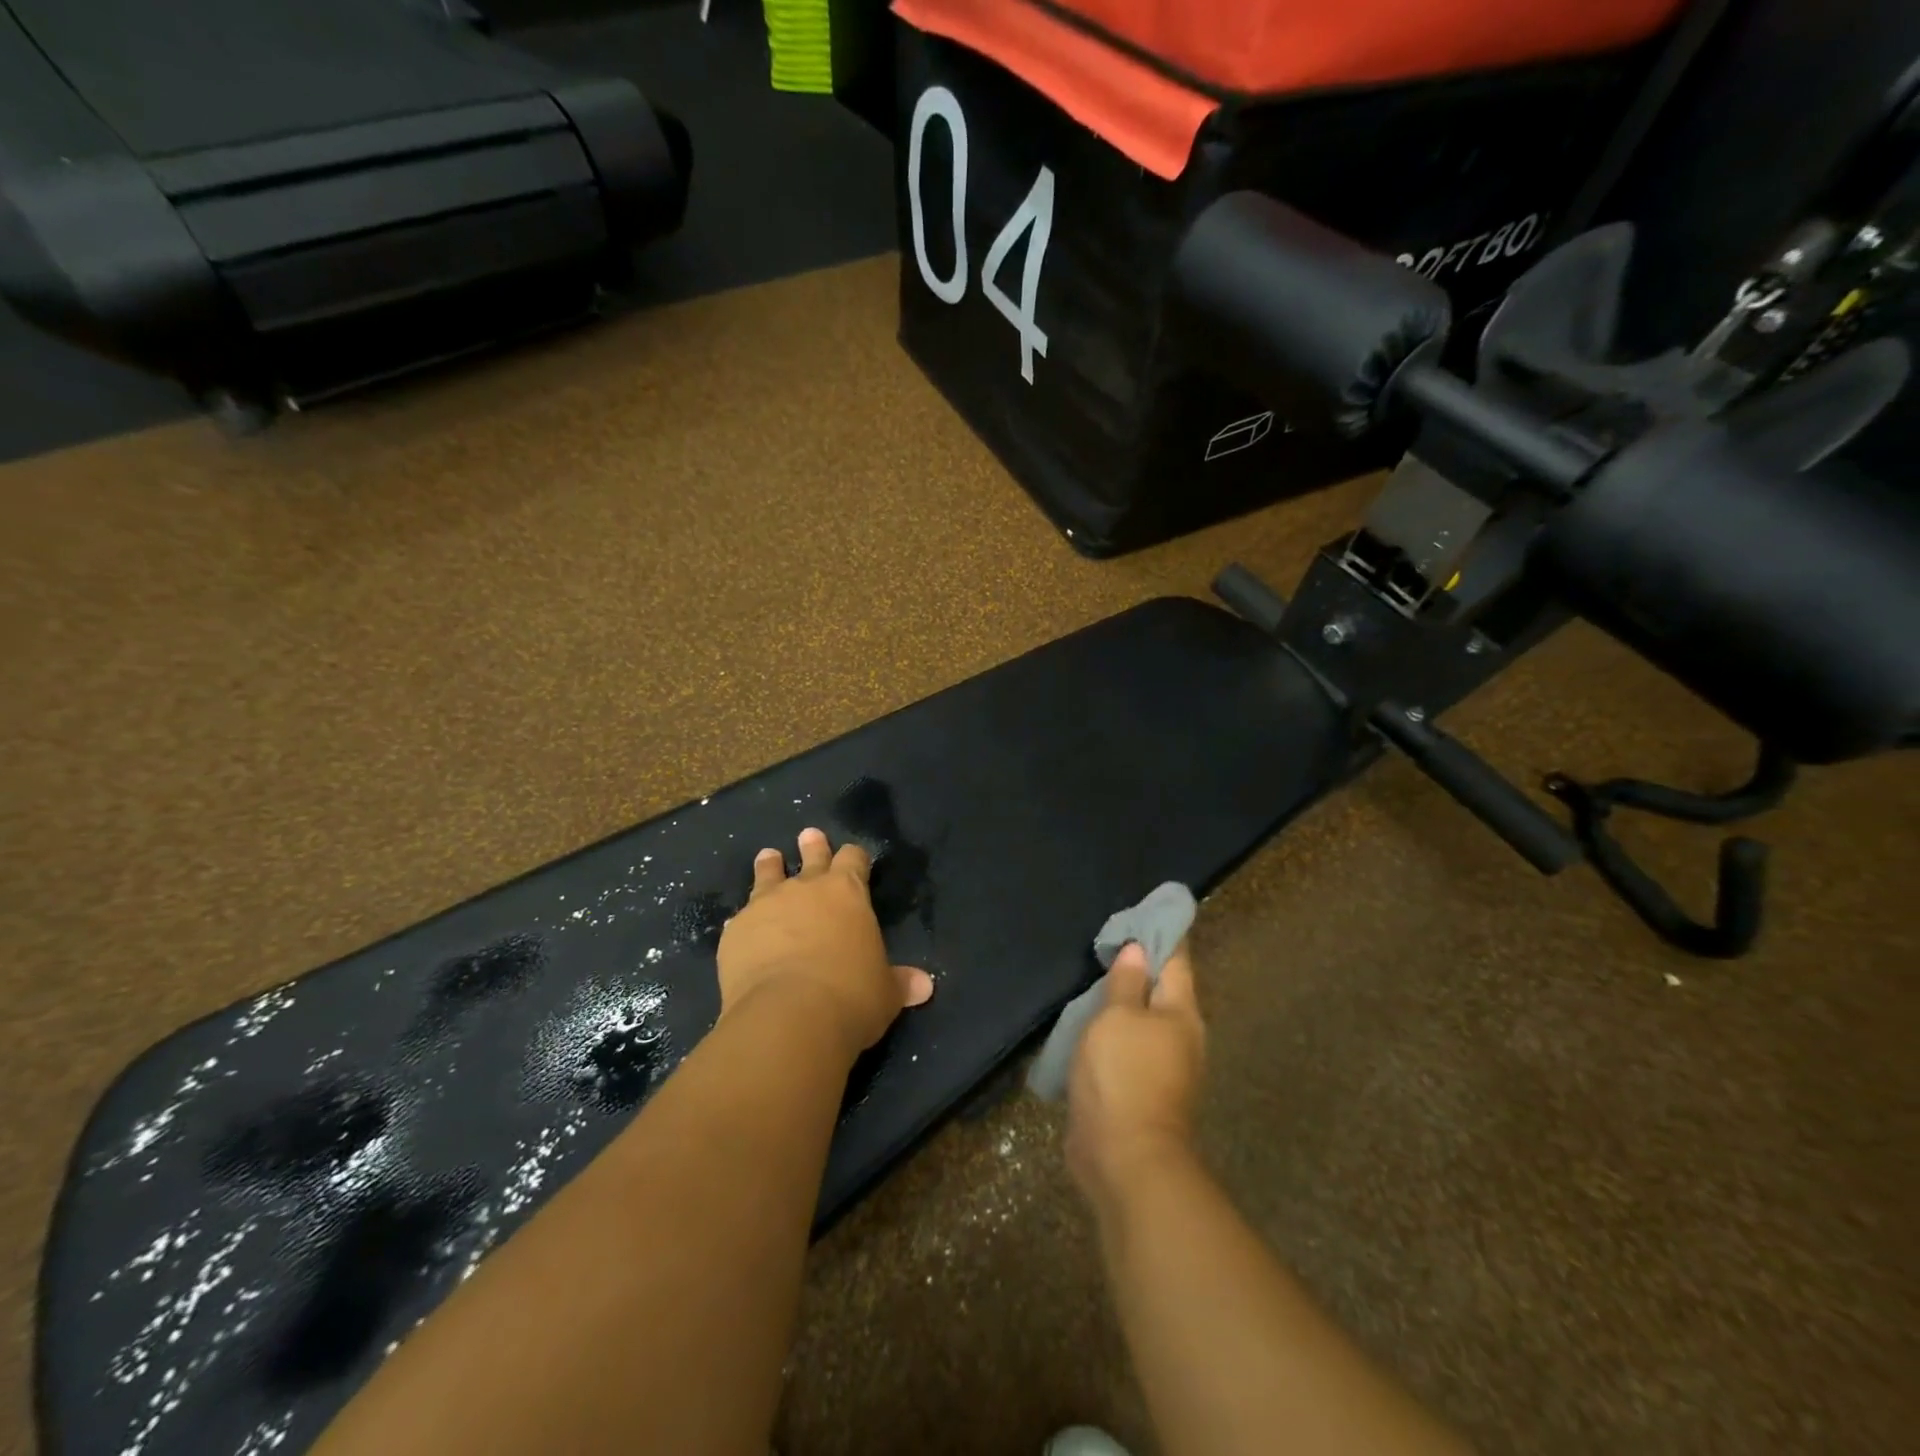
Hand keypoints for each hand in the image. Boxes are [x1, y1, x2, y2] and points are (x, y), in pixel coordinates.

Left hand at [717, 828, 933, 1062]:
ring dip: (770, 866)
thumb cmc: (850, 997)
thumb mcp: (885, 993)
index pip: (854, 859)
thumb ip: (900, 982)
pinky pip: (742, 917)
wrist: (787, 1017)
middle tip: (809, 836)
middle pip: (812, 856)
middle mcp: (806, 888)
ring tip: (768, 856)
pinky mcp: (736, 930)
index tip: (854, 856)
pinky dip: (747, 920)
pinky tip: (744, 927)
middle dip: (813, 847)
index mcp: (848, 893)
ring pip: (768, 874)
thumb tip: (925, 986)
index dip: (855, 857)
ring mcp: (766, 905)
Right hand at [1066, 940, 1205, 1205]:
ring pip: (1142, 1018)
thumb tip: (1137, 950)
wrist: (1125, 1158)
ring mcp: (1162, 1065)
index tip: (1146, 909)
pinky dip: (1112, 1028)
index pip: (1176, 959)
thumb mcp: (1117, 1018)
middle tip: (1110, 940)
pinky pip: (1127, 1045)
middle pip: (1161, 988)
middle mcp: (1179, 1035)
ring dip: (1123, 999)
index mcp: (1181, 1012)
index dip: (1162, 933)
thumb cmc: (1124, 1075)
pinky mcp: (1140, 1088)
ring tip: (1095, 976)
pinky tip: (1090, 1021)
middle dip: (1139, 965)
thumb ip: (1125, 983)